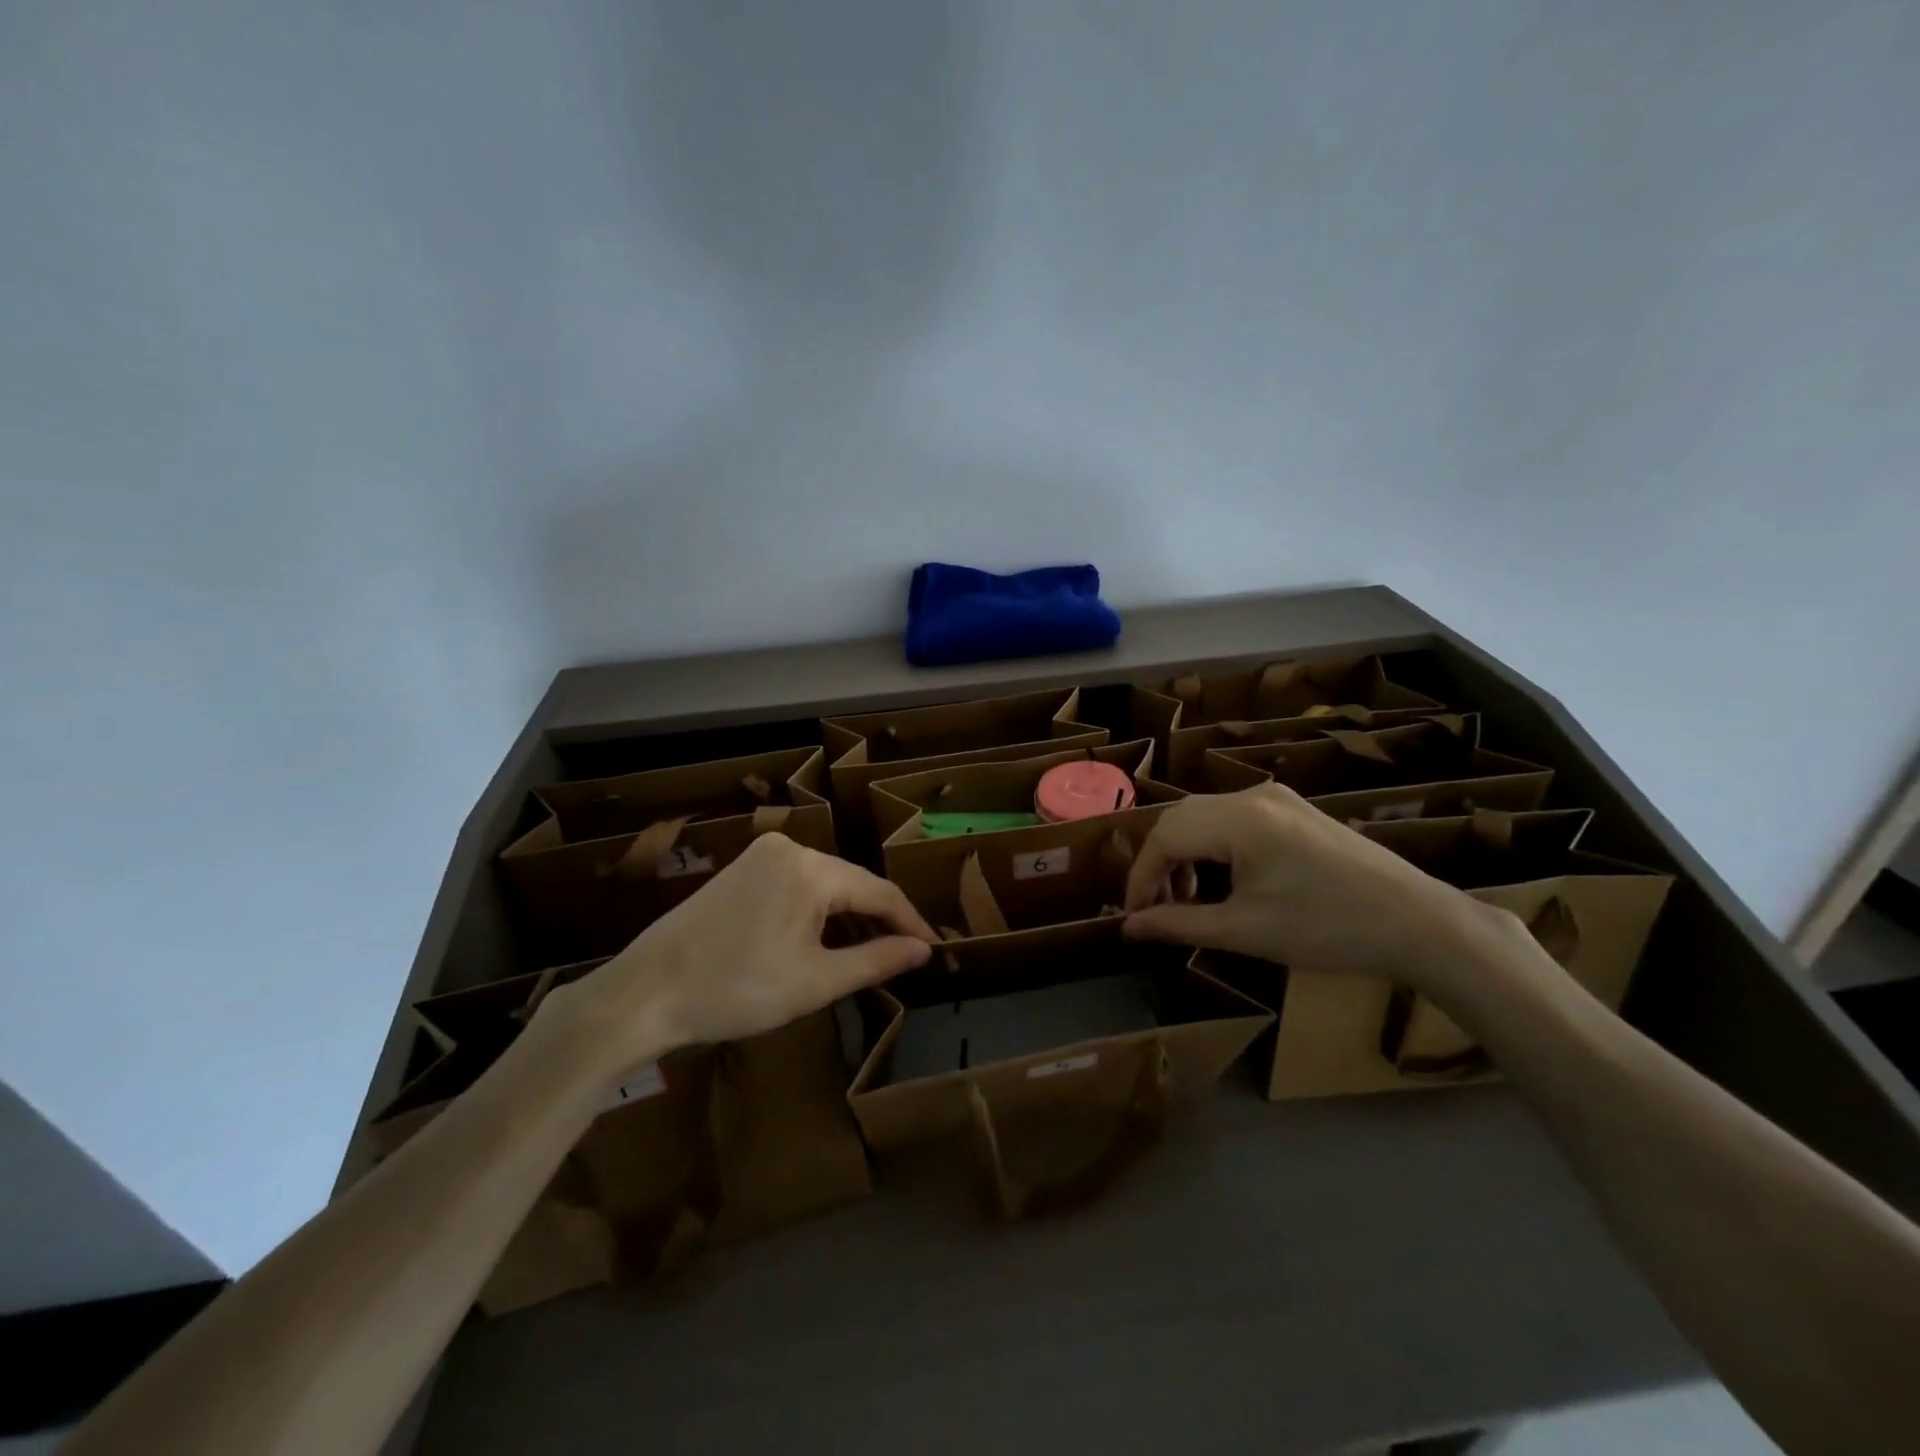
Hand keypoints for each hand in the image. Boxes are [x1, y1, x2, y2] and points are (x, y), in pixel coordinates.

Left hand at [536, 834, 935, 1087]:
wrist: (645, 994)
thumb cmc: (736, 990)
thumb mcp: (816, 982)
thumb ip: (876, 960)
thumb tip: (922, 950)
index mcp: (810, 868)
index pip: (878, 891)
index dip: (909, 922)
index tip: (934, 950)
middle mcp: (788, 847)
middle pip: (851, 883)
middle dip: (878, 920)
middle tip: (903, 956)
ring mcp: (760, 855)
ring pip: (824, 883)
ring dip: (847, 917)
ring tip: (868, 953)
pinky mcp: (740, 870)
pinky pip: (796, 884)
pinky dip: (816, 911)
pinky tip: (821, 939)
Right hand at [1123, 785, 1497, 987]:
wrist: (1419, 923)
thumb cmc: (1327, 930)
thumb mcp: (1245, 932)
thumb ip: (1178, 924)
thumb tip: (1128, 927)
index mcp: (1238, 820)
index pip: (1164, 837)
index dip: (1140, 878)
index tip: (1133, 917)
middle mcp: (1253, 795)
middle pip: (1180, 819)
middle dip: (1160, 864)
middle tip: (1158, 909)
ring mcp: (1277, 798)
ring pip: (1205, 816)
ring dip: (1186, 853)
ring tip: (1190, 899)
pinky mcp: (1295, 809)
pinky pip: (1234, 818)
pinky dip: (1214, 846)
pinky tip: (1225, 880)